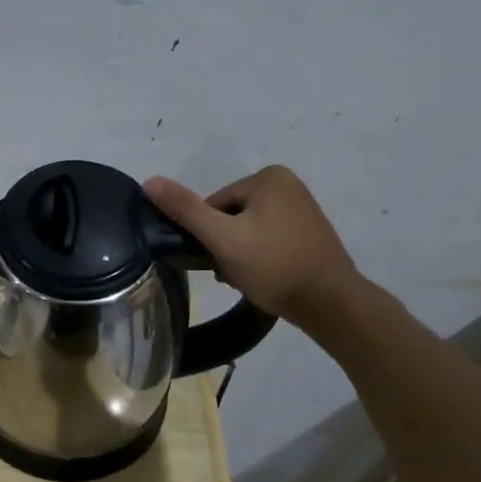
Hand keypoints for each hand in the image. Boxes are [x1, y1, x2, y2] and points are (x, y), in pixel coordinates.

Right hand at [144, 165, 362, 328]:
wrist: (331, 304)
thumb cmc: (274, 266)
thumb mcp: (223, 238)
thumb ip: (185, 210)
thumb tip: (149, 181)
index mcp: (268, 177)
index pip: (214, 204)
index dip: (208, 235)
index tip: (217, 260)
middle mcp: (288, 184)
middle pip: (230, 216)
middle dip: (225, 245)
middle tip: (231, 273)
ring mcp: (302, 208)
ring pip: (248, 230)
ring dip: (239, 255)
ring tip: (247, 280)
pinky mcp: (309, 232)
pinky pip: (268, 239)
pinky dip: (260, 258)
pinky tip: (262, 279)